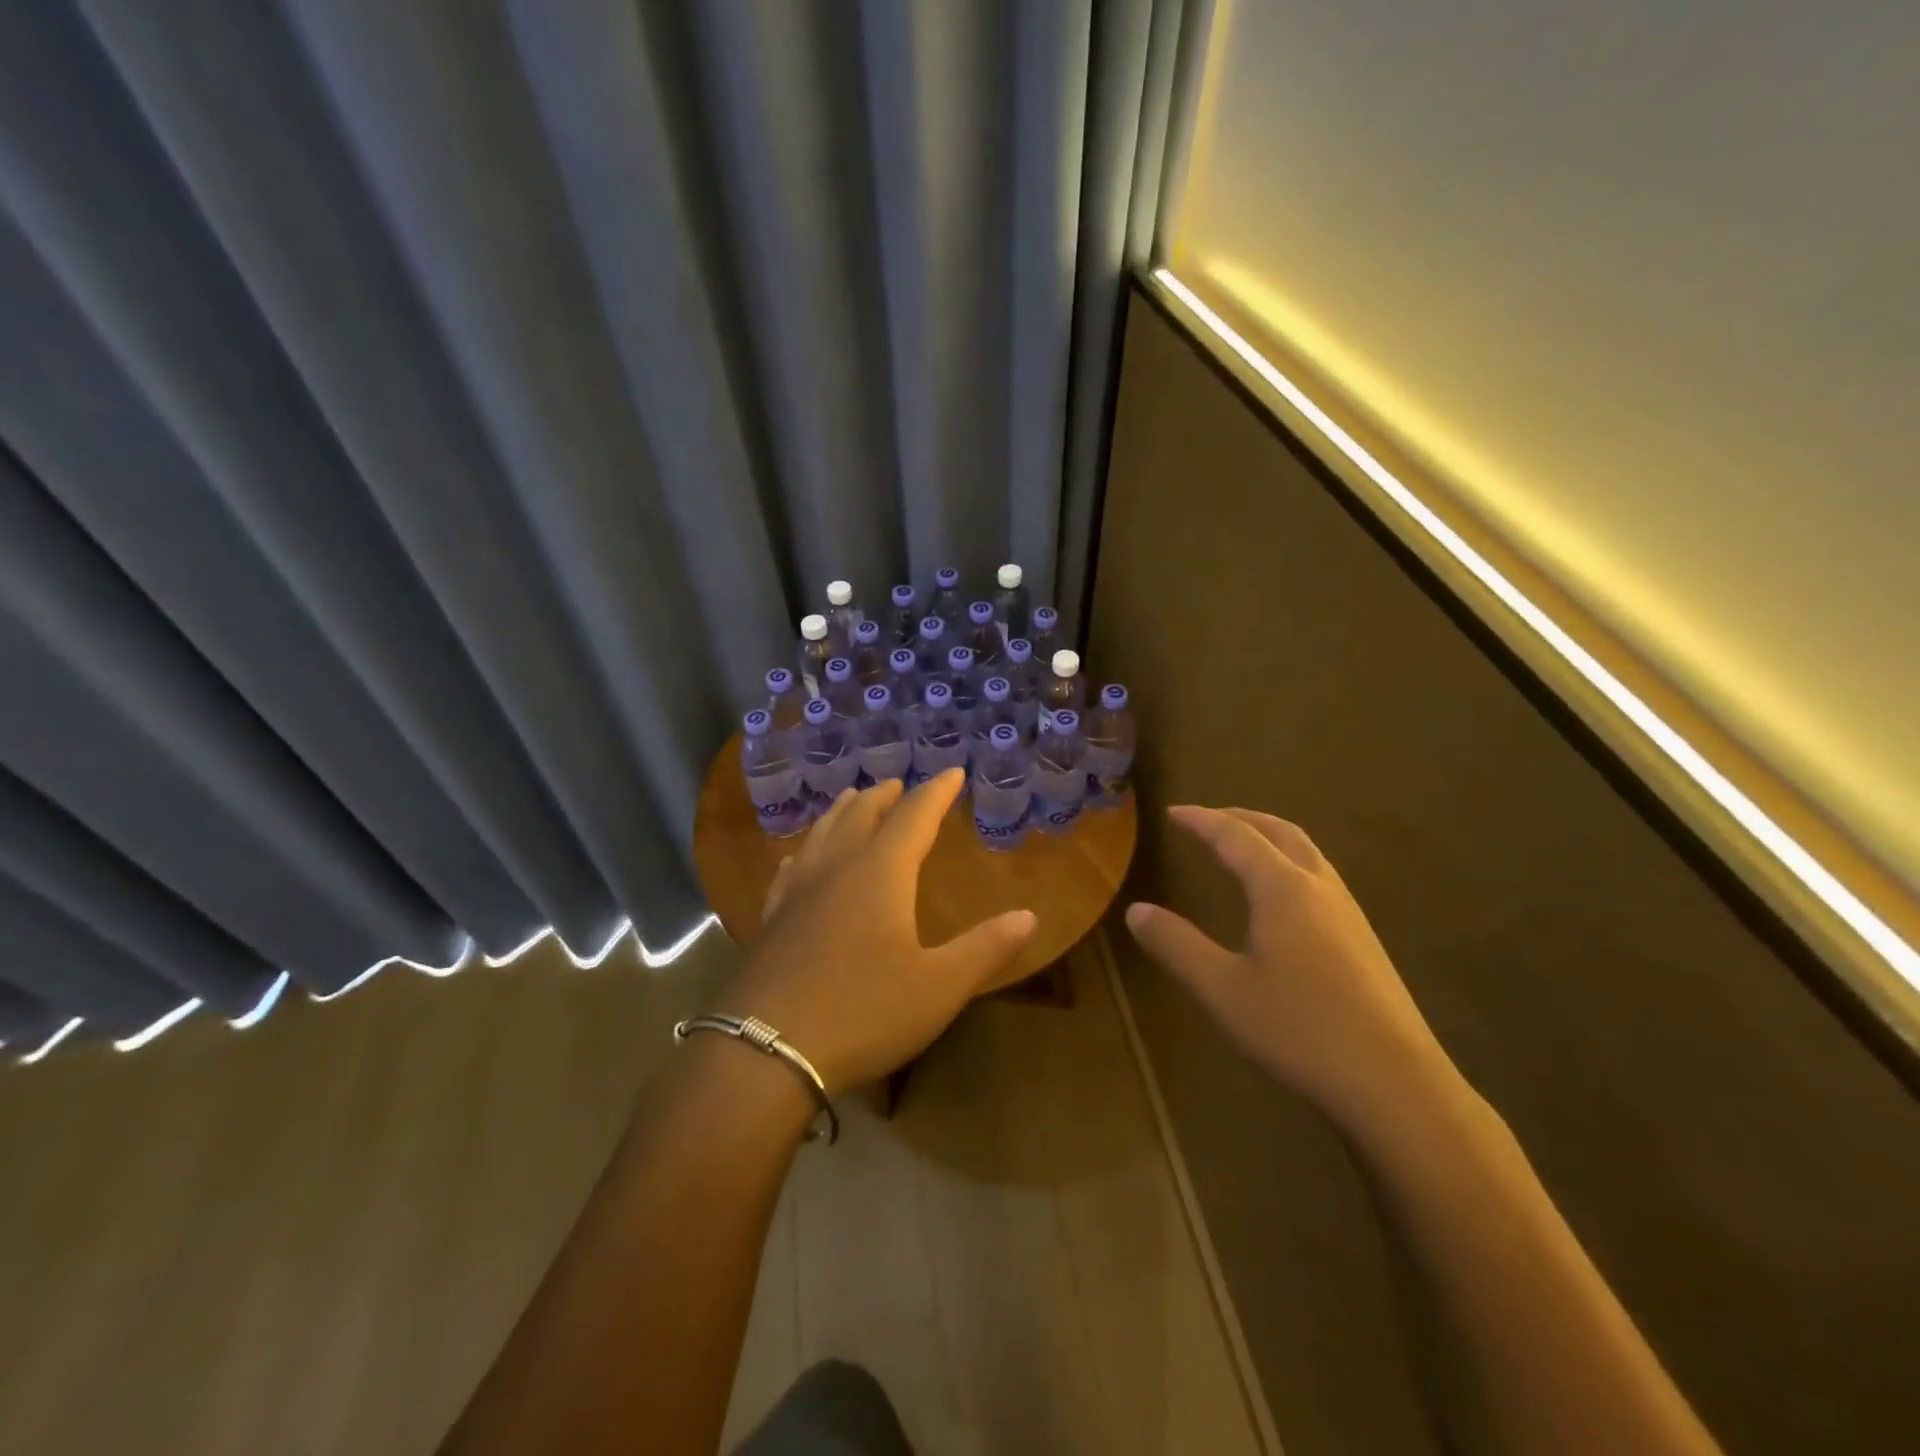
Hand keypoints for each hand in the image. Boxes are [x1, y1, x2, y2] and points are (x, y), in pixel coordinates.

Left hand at [718, 769, 1036, 1092]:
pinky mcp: (772, 918)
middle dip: (885, 796)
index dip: (936, 793)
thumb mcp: (939, 987)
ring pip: (823, 833)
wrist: (765, 1050)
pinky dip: (806, 850)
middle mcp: (837, 868)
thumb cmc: (864, 1013)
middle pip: (862, 815)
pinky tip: (799, 857)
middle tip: (898, 784)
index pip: (914, 817)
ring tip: (853, 798)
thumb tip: (1029, 916)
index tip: (951, 773)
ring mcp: (798, 891)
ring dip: (843, 811)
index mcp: (881, 873)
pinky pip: (791, 867)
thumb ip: (985, 948)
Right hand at [1125, 806, 1454, 1133]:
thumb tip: (1136, 910)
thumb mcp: (1222, 989)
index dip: (1201, 820)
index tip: (1172, 812)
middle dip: (1240, 818)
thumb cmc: (1299, 1030)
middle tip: (1207, 819)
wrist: (1396, 1084)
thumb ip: (1176, 945)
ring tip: (1242, 846)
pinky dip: (1290, 862)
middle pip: (1279, 831)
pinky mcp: (1364, 940)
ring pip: (1307, 852)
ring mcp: (1348, 912)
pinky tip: (1283, 897)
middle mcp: (1318, 887)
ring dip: (1269, 836)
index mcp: (1282, 889)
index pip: (1235, 836)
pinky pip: (1320, 876)